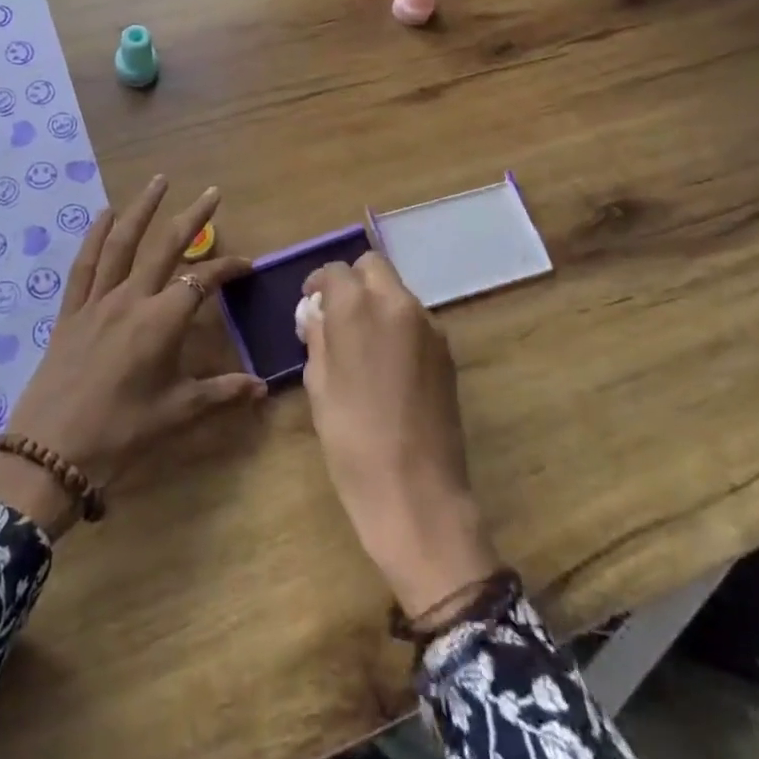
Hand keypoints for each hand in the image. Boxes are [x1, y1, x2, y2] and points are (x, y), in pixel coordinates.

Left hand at [0, 177, 263, 537]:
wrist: (51, 453)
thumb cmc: (120, 433)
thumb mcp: (177, 413)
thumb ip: (222, 393)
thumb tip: (262, 387)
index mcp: (161, 321)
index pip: (202, 281)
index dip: (227, 269)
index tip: (247, 265)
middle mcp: (131, 299)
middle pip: (165, 246)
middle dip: (192, 218)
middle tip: (211, 193)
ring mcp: (97, 301)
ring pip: (122, 244)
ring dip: (141, 209)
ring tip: (158, 181)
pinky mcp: (70, 312)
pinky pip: (83, 265)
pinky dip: (94, 236)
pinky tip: (104, 214)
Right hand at [300, 253, 500, 616]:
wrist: (416, 491)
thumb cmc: (351, 439)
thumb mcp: (319, 385)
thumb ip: (318, 338)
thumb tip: (317, 315)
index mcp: (358, 308)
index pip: (336, 271)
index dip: (319, 283)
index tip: (311, 305)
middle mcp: (398, 304)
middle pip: (373, 267)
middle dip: (352, 282)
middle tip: (337, 316)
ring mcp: (429, 326)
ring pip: (397, 293)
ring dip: (377, 303)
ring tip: (362, 345)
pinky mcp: (447, 351)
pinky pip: (416, 321)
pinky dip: (398, 326)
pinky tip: (388, 365)